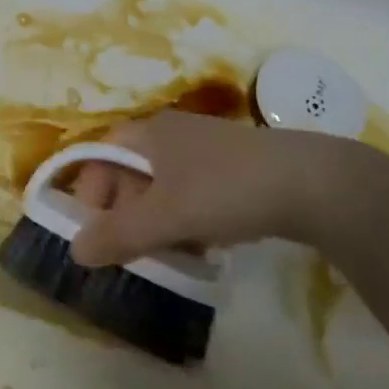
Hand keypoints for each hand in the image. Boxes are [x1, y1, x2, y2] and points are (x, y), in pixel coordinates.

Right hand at [66, 111, 359, 266]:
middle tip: (128, 252)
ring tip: (163, 256)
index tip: (92, 232)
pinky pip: (189, 193)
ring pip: (160, 187)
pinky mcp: (231, 169)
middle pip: (128, 172)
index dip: (89, 191)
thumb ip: (119, 234)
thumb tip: (75, 250)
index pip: (100, 155)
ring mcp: (203, 150)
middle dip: (122, 213)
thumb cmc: (227, 190)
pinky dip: (183, 220)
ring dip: (153, 222)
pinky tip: (198, 247)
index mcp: (148, 132)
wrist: (313, 184)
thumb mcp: (167, 216)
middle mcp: (170, 134)